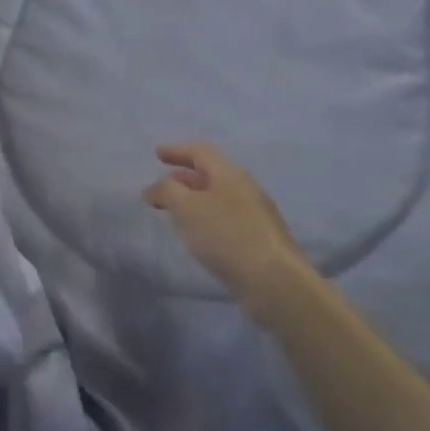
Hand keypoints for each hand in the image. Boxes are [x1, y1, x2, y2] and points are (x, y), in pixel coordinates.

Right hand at [143, 141, 308, 301]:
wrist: (273, 280)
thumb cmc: (226, 235)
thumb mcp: (187, 207)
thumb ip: (167, 191)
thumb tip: (156, 187)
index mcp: (229, 173)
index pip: (200, 151)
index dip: (177, 150)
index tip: (157, 153)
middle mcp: (244, 188)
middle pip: (210, 174)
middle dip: (183, 177)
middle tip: (162, 185)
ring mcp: (254, 215)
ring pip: (217, 197)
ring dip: (193, 199)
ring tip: (174, 211)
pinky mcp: (257, 239)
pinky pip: (224, 218)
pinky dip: (204, 218)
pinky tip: (196, 234)